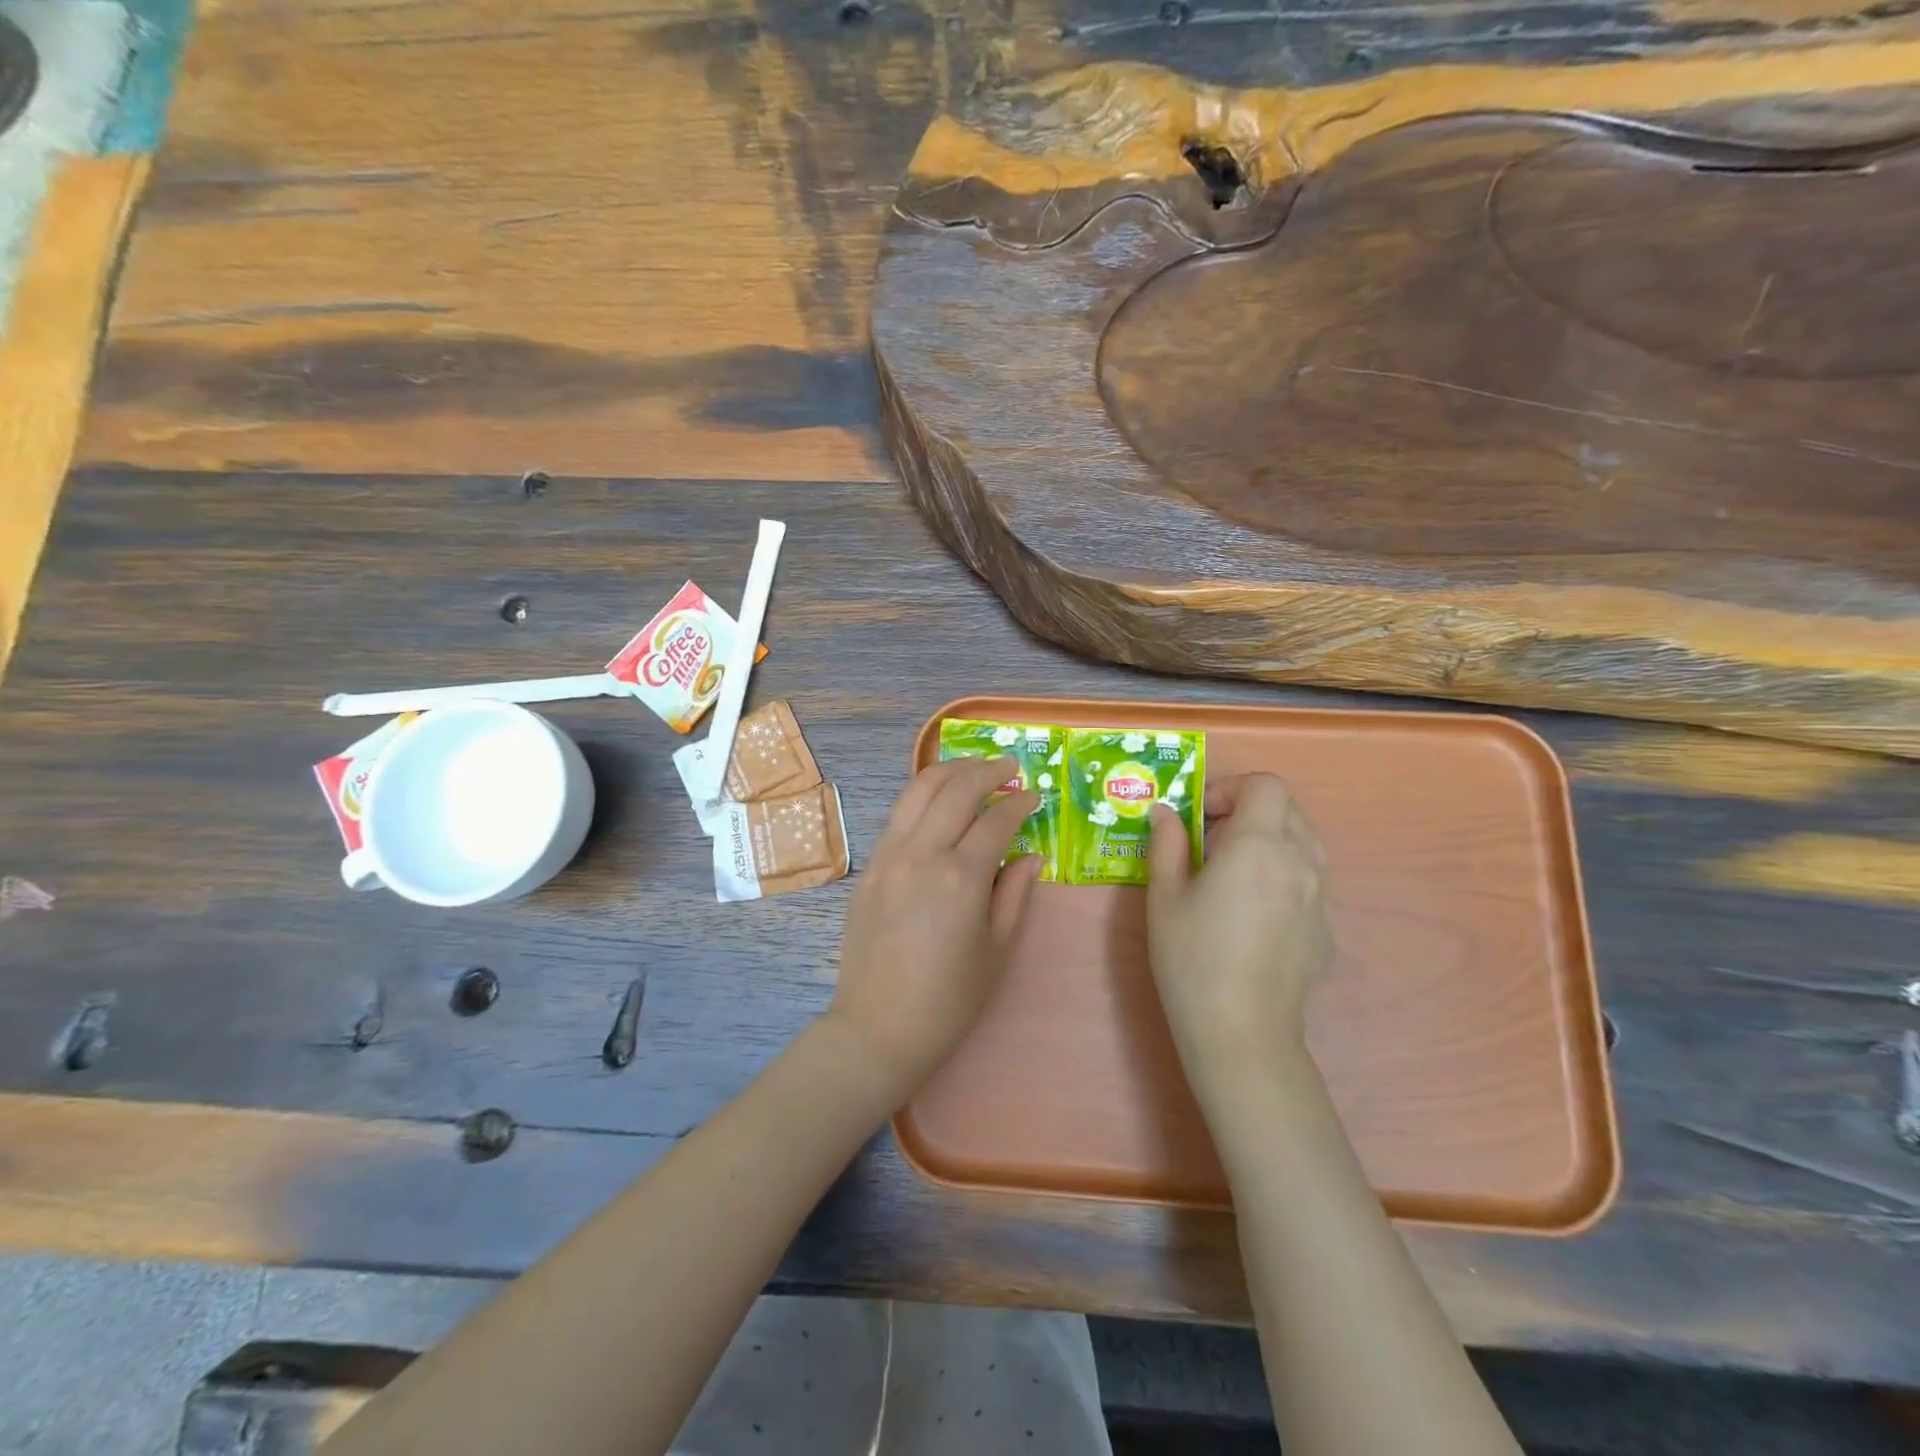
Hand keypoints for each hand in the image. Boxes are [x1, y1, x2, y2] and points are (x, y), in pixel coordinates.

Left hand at [829, 756, 1042, 1096]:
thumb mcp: (997, 949)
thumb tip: (1030, 853)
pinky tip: (938, 800)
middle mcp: (922, 852)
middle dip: (987, 771)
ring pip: (918, 789)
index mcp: (961, 876)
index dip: (1019, 803)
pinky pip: (898, 814)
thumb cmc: (949, 998)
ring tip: (974, 768)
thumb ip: (1015, 892)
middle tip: (1009, 768)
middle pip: (955, 788)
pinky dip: (922, 795)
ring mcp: (888, 854)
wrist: (879, 1026)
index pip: (995, 819)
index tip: (1034, 797)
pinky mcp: (869, 865)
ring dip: (950, 771)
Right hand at [1146, 774, 1331, 1098]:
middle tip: (1209, 842)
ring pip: (1302, 840)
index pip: (1265, 785)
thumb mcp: (1164, 897)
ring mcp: (1319, 895)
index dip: (1230, 789)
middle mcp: (1299, 861)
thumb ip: (1167, 845)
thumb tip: (1166, 814)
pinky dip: (1282, 871)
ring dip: (1268, 838)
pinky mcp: (1325, 927)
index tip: (1200, 817)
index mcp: (1259, 846)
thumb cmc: (1193, 958)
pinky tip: (1252, 911)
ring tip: (1231, 873)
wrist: (1242, 1033)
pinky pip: (1308, 877)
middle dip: (1246, 810)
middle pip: (1286, 808)